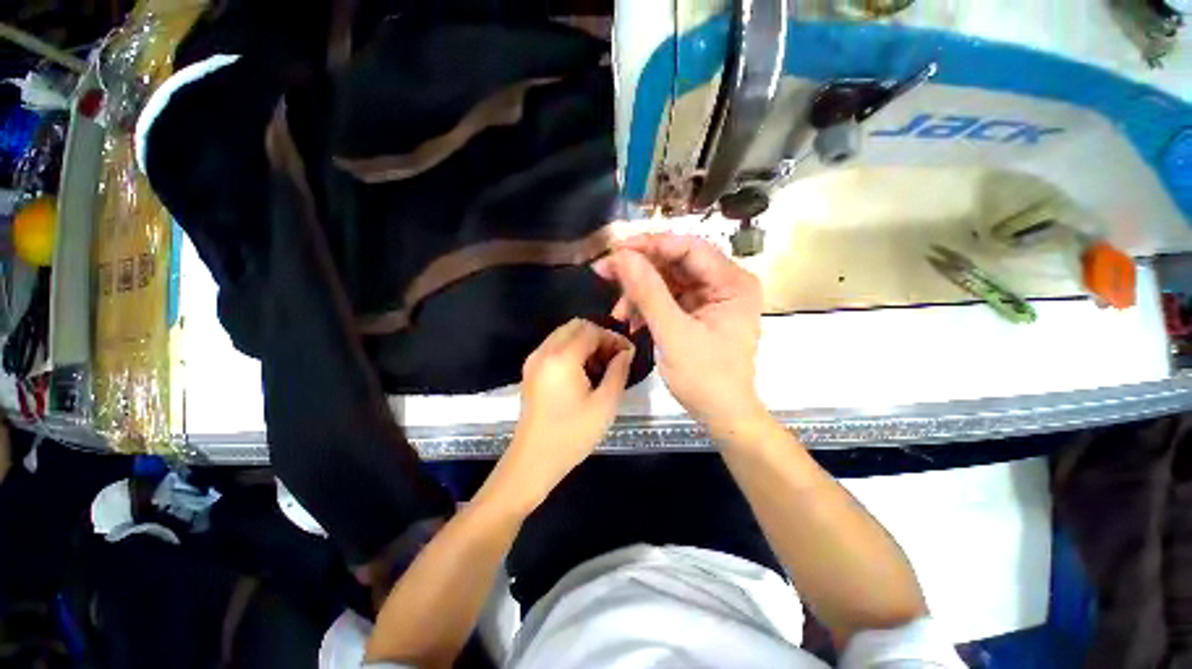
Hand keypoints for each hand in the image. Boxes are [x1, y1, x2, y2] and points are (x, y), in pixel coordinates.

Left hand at [493, 319, 634, 508]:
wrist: (534, 460)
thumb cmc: (572, 434)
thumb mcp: (605, 404)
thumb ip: (618, 371)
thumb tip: (626, 352)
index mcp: (562, 357)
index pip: (591, 331)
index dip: (613, 337)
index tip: (627, 352)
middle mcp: (544, 351)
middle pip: (575, 326)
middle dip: (598, 336)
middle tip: (614, 357)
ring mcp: (534, 360)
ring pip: (564, 335)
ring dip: (584, 342)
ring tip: (601, 366)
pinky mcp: (530, 371)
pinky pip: (554, 347)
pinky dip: (571, 350)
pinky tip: (583, 372)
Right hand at [593, 234, 764, 435]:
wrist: (722, 414)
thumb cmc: (705, 377)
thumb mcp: (674, 333)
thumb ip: (648, 293)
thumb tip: (622, 256)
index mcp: (732, 283)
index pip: (689, 248)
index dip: (651, 245)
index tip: (616, 250)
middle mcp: (724, 284)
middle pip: (675, 262)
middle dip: (639, 270)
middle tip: (605, 274)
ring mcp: (710, 298)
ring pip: (667, 280)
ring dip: (639, 293)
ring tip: (618, 312)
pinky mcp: (697, 312)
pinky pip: (667, 299)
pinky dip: (647, 307)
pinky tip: (632, 322)